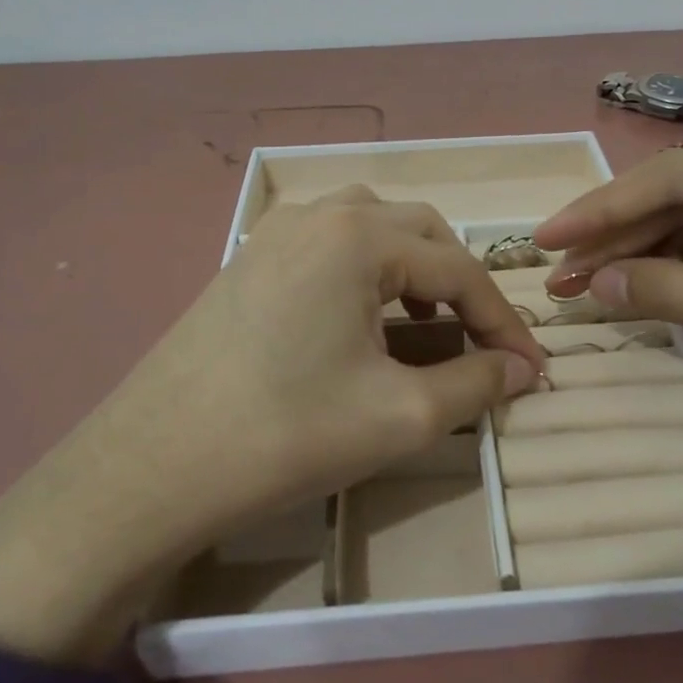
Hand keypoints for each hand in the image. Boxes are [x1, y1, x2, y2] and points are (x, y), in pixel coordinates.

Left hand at [0, 187, 542, 664]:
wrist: (151, 468)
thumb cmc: (286, 435)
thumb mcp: (401, 416)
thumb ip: (476, 384)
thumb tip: (523, 371)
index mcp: (359, 235)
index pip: (459, 269)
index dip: (503, 321)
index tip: (532, 368)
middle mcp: (319, 213)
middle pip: (420, 232)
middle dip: (462, 285)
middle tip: (482, 340)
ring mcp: (275, 232)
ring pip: (372, 227)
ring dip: (414, 268)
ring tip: (428, 322)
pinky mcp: (248, 259)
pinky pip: (329, 243)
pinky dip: (367, 269)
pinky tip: (364, 316)